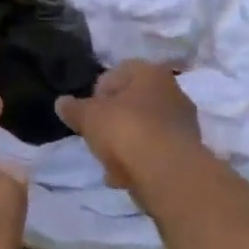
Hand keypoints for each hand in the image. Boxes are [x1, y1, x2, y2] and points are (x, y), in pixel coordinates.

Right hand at [57, 61, 204, 190]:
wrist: (167, 173)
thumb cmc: (126, 131)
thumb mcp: (88, 117)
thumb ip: (73, 108)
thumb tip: (61, 103)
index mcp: (151, 73)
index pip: (119, 72)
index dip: (98, 91)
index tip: (87, 111)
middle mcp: (173, 92)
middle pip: (133, 102)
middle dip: (113, 119)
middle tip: (96, 135)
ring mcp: (183, 122)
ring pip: (144, 128)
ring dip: (125, 142)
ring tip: (108, 161)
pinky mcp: (186, 151)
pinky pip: (154, 151)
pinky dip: (139, 161)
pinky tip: (123, 176)